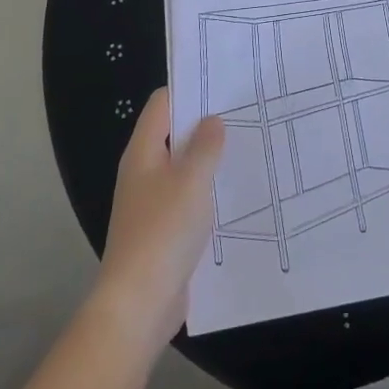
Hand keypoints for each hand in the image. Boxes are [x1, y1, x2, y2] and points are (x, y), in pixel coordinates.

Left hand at [88, 88, 224, 357]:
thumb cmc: (163, 232)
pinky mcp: (164, 230)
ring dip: (210, 160)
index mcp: (143, 152)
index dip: (189, 89)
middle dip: (206, 125)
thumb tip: (212, 120)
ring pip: (184, 168)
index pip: (162, 104)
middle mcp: (144, 172)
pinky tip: (235, 193)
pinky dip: (208, 191)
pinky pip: (188, 198)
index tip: (224, 85)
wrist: (139, 304)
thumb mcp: (191, 181)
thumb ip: (205, 147)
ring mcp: (152, 202)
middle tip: (245, 114)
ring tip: (249, 148)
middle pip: (174, 134)